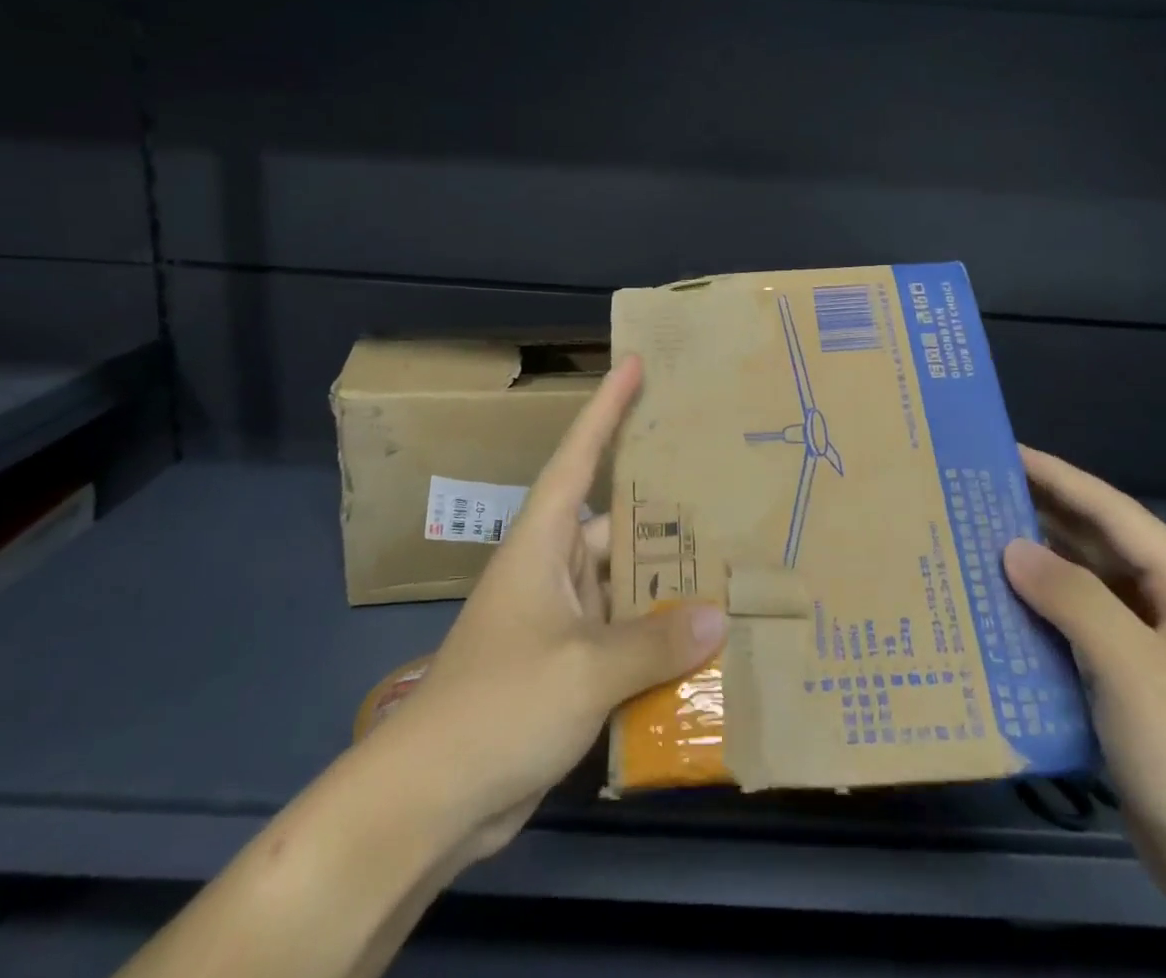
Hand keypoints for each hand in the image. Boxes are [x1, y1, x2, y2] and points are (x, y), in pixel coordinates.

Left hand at [385, 353, 727, 859]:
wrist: (431, 799)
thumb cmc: (500, 704)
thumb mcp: (583, 668)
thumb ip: (653, 641)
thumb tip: (716, 615)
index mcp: (543, 543)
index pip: (577, 456)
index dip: (606, 408)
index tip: (635, 365)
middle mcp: (554, 569)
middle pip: (617, 524)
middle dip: (666, 512)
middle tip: (728, 489)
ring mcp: (561, 620)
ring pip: (625, 585)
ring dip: (668, 585)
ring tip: (734, 567)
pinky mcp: (568, 667)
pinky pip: (624, 636)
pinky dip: (658, 639)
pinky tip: (706, 645)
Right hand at [1002, 449, 1165, 908]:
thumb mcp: (1134, 670)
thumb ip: (1073, 598)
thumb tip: (1011, 548)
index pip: (1118, 515)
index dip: (1062, 479)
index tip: (1007, 452)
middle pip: (1102, 544)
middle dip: (1045, 513)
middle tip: (979, 488)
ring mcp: (1154, 649)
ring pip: (1087, 584)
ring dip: (1038, 561)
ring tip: (978, 534)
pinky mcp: (1130, 683)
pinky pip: (1078, 625)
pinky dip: (1041, 608)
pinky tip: (998, 601)